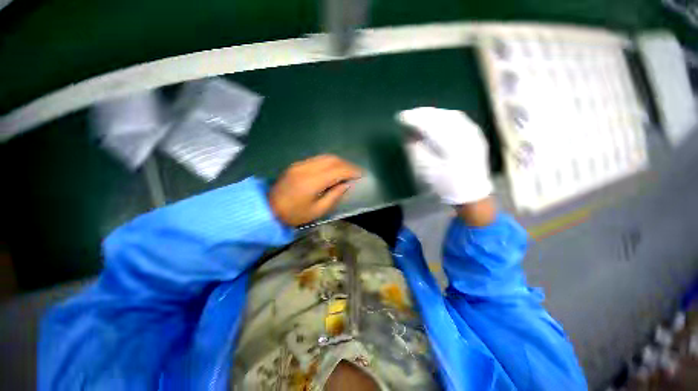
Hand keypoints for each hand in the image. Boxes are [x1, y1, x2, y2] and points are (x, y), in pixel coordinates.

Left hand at [269, 155, 362, 226]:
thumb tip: (346, 184)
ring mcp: (300, 164)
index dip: (351, 171)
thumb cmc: (294, 214)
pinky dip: (329, 162)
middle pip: (332, 159)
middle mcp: (306, 168)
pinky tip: (333, 169)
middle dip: (347, 164)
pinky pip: (317, 159)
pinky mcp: (296, 164)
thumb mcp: (317, 210)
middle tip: (355, 172)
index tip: (361, 174)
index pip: (337, 170)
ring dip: (338, 162)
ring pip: (324, 157)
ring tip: (346, 170)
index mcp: (312, 182)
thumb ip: (334, 196)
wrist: (268, 209)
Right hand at [397, 107, 492, 205]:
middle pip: (441, 116)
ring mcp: (473, 133)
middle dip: (423, 113)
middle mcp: (465, 134)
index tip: (400, 117)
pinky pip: (459, 119)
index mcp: (451, 144)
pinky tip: (437, 119)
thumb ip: (415, 151)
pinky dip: (444, 117)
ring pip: (451, 115)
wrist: (472, 195)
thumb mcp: (426, 171)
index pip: (429, 124)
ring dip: (434, 113)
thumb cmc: (446, 185)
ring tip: (420, 115)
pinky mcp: (476, 136)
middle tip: (409, 114)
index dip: (414, 119)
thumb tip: (408, 135)